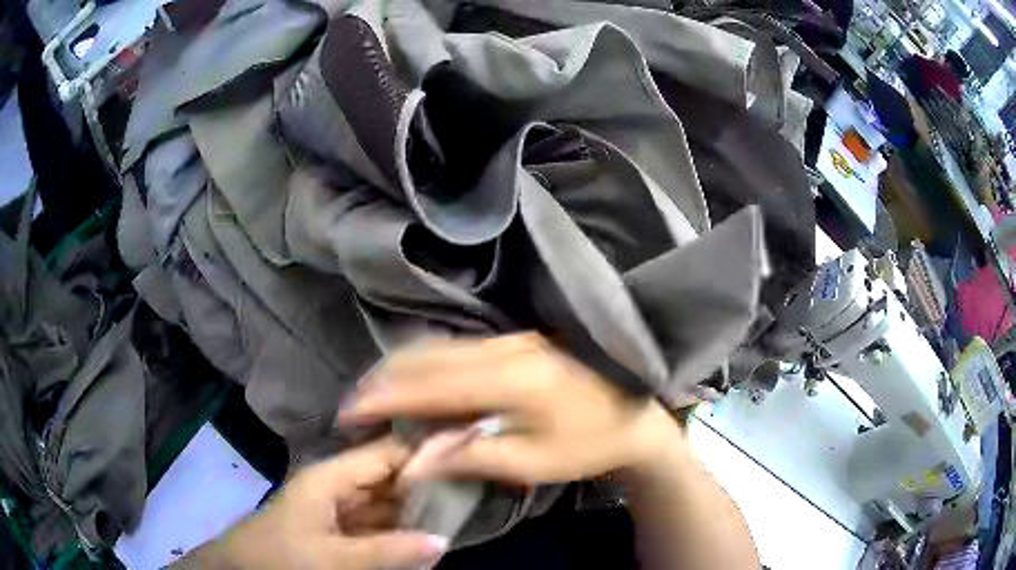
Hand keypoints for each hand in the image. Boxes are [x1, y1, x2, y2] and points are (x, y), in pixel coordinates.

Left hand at [177, 438, 448, 569]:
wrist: (240, 569)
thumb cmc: (278, 556)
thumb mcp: (330, 557)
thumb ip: (386, 550)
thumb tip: (443, 541)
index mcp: (331, 476)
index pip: (387, 453)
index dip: (425, 451)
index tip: (470, 454)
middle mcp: (338, 485)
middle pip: (391, 477)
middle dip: (428, 485)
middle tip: (474, 490)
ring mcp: (340, 508)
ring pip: (388, 503)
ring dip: (418, 511)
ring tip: (462, 512)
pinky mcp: (341, 530)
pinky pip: (380, 525)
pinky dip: (402, 531)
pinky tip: (428, 538)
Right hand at [337, 333, 681, 485]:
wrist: (635, 416)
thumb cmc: (587, 445)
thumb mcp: (531, 463)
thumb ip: (469, 456)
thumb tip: (412, 460)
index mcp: (510, 381)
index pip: (429, 385)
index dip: (384, 397)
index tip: (349, 411)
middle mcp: (504, 349)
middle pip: (427, 355)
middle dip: (384, 378)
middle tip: (355, 403)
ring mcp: (511, 339)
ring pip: (439, 346)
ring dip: (401, 367)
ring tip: (374, 392)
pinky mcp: (516, 340)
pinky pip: (457, 347)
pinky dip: (426, 362)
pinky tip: (414, 378)